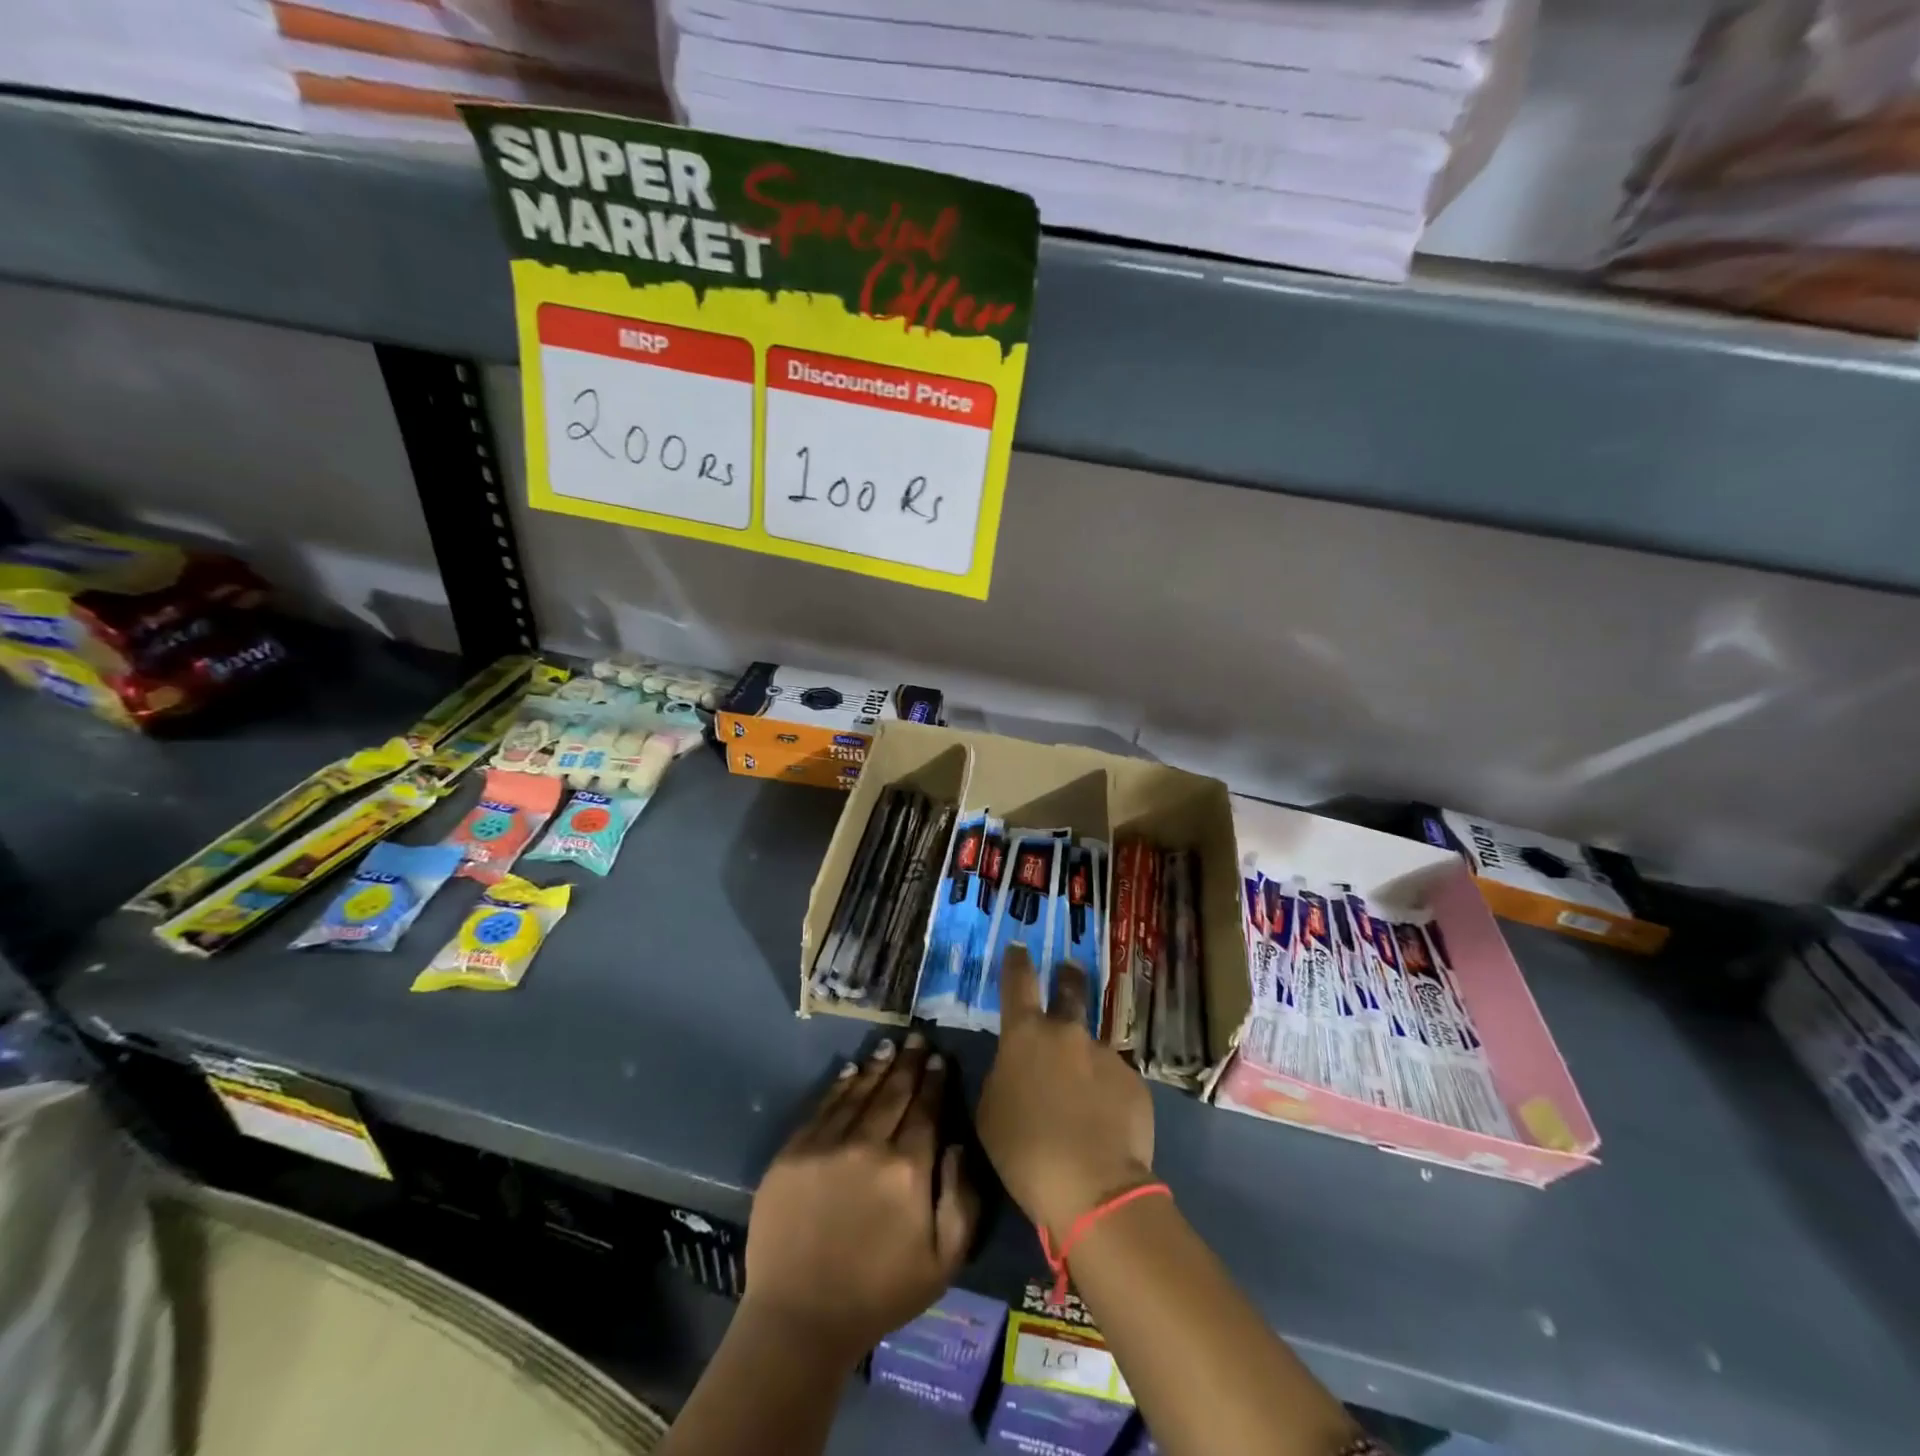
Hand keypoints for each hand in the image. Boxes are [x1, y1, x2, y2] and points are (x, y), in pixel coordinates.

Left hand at [744, 1034, 976, 1365]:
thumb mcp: (943, 1261)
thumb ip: (962, 1200)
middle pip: (894, 1093)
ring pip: (859, 1093)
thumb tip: (958, 1145)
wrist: (800, 1319)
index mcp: (908, 1170)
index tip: (939, 1058)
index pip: (926, 1111)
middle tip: (916, 1038)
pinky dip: (840, 1085)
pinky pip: (823, 1107)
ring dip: (877, 1067)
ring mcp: (827, 1145)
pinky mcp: (793, 1152)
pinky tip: (851, 1070)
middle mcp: (869, 1146)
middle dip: (908, 1063)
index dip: (934, 1081)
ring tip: (889, 1046)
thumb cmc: (880, 1294)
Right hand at [977, 946, 1155, 1236]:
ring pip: (1091, 1047)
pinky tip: (1105, 1124)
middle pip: (1069, 989)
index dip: (1017, 961)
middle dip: (1067, 977)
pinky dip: (1106, 1094)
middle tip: (1068, 972)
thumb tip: (1018, 1065)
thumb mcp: (990, 1111)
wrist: (1092, 1188)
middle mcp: (1067, 1032)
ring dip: (1085, 1061)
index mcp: (1025, 1035)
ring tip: (1084, 1100)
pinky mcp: (1133, 1081)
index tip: (1019, 948)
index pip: (1018, 981)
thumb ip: (1003, 1074)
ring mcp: (1105, 1054)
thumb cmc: (1025, 1150)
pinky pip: (1114, 1080)